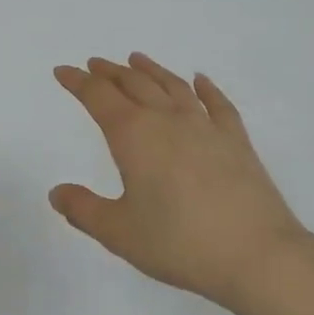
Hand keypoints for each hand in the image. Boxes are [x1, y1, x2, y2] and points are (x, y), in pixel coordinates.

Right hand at [51, 54, 311, 310]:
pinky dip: (205, 87)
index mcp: (134, 135)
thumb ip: (84, 210)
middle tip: (95, 64)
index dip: (77, 82)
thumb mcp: (120, 233)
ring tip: (136, 59)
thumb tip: (57, 192)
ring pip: (172, 85)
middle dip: (110, 72)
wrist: (256, 254)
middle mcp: (167, 119)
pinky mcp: (236, 139)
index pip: (98, 97)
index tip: (63, 71)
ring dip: (151, 70)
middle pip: (134, 84)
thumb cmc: (180, 243)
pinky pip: (217, 103)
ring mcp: (206, 126)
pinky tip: (200, 80)